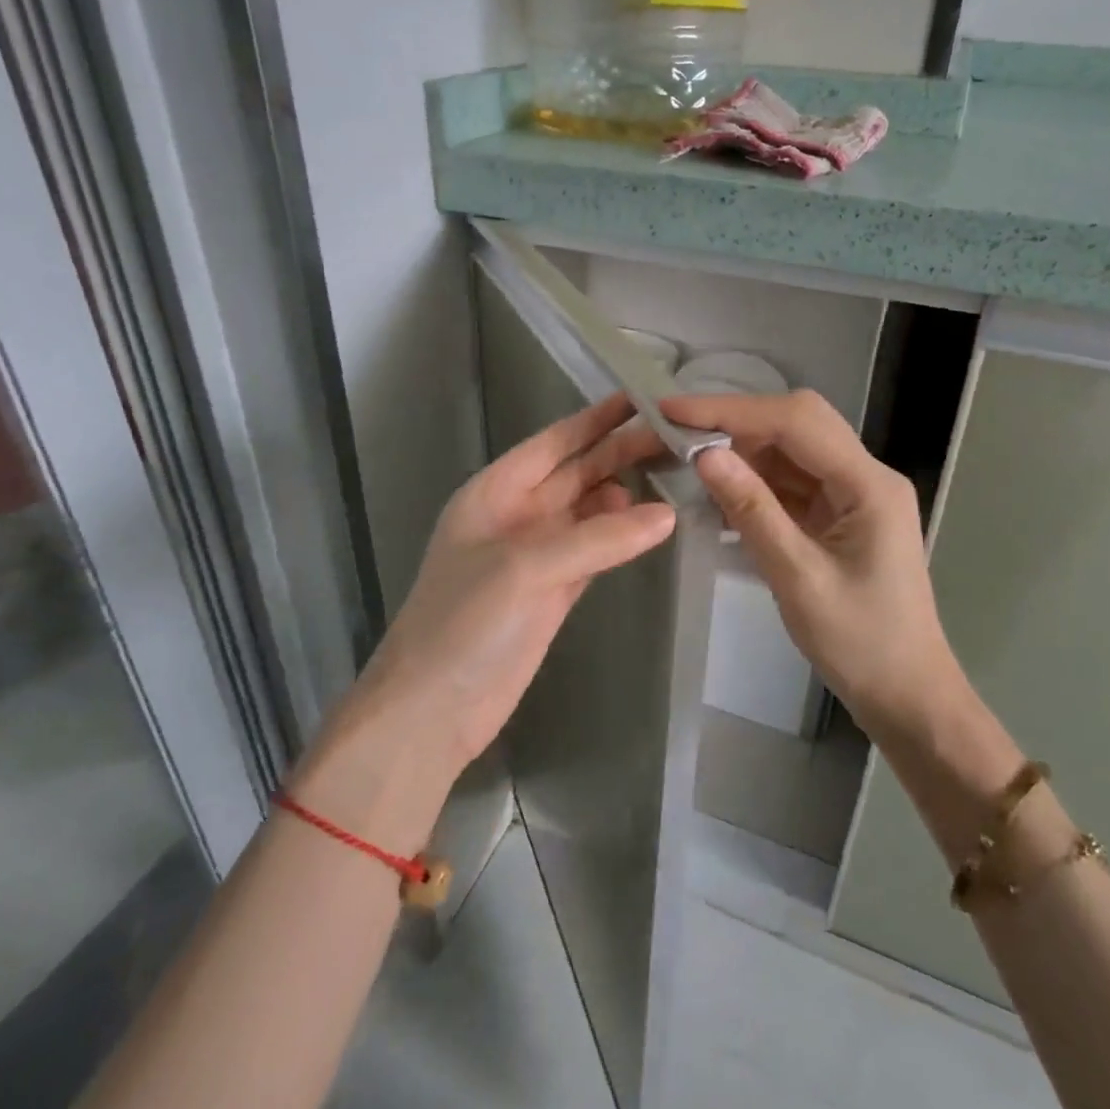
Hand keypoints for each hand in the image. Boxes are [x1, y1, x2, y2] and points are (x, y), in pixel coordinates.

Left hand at [302, 394, 676, 834]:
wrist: (433, 710)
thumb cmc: (464, 623)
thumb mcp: (525, 568)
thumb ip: (597, 538)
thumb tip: (666, 514)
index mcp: (494, 493)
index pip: (552, 443)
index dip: (594, 420)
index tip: (640, 398)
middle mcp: (517, 516)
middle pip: (577, 473)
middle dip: (620, 453)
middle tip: (676, 436)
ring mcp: (537, 556)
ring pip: (590, 511)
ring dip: (626, 493)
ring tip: (676, 473)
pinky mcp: (555, 593)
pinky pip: (596, 551)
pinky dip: (623, 537)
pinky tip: (654, 523)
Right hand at [659, 391, 1008, 778]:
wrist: (906, 694)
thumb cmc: (860, 644)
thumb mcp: (798, 578)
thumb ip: (752, 510)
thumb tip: (704, 454)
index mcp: (869, 484)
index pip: (794, 422)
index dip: (731, 411)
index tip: (674, 409)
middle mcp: (866, 476)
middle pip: (797, 424)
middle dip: (737, 423)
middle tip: (679, 433)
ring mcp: (854, 495)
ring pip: (791, 451)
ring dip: (743, 453)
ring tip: (690, 461)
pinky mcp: (840, 515)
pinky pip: (792, 483)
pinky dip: (755, 484)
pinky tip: (720, 495)